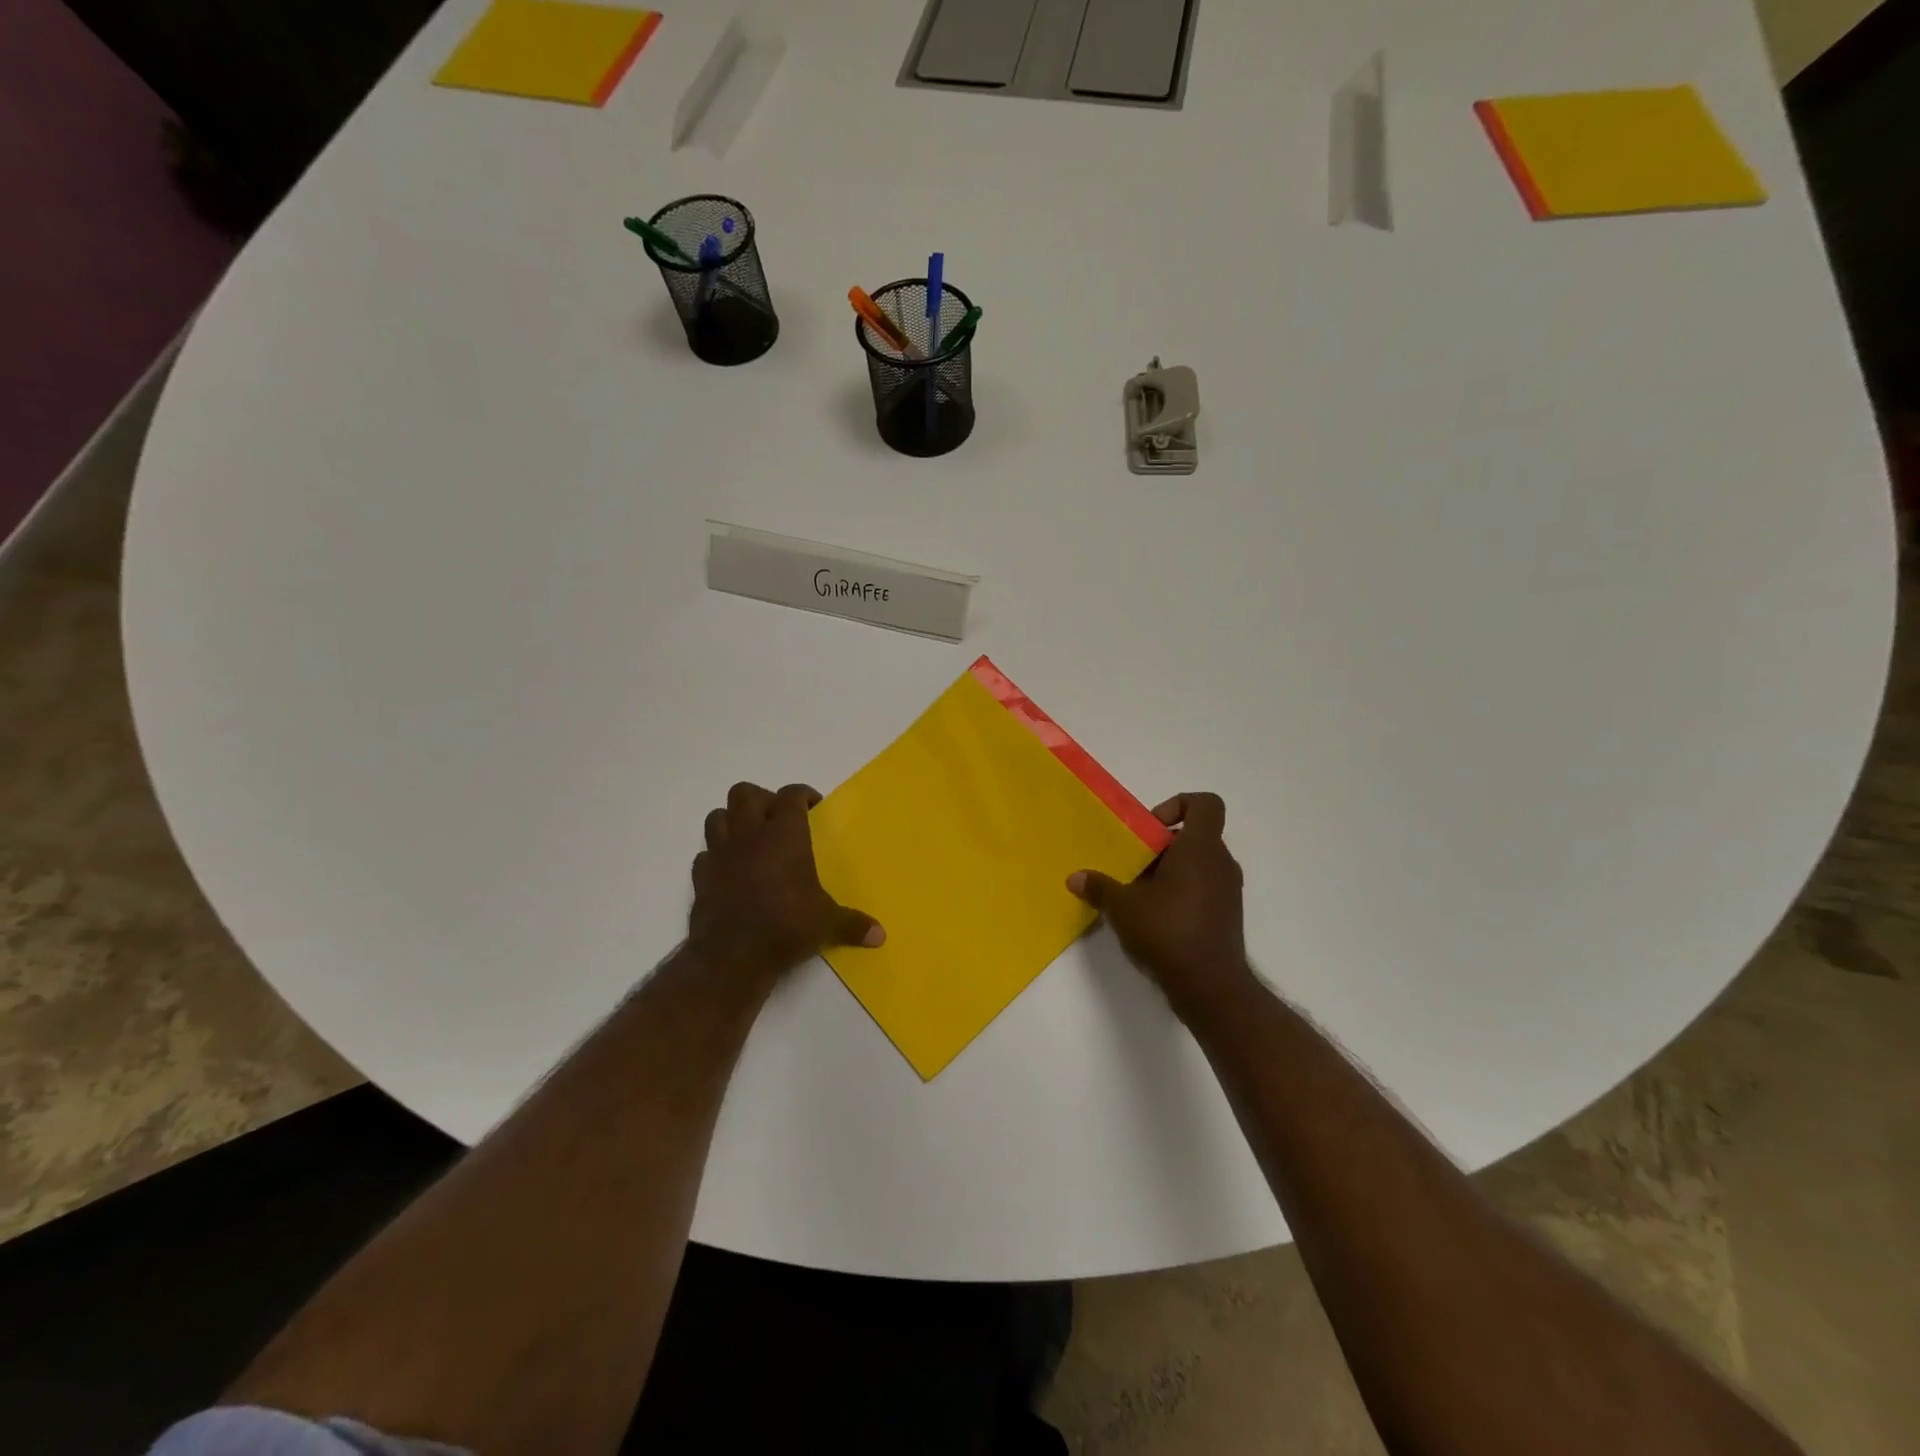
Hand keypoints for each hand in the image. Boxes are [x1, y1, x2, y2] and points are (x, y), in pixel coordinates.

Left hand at [689, 782, 883, 989]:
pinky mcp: (700, 877)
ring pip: (717, 816)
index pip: (791, 795)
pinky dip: (716, 856)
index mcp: (784, 835)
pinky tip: (730, 871)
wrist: (732, 956)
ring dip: (733, 820)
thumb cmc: (786, 927)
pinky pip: (705, 854)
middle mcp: (749, 835)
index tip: (813, 806)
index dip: (803, 794)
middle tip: (778, 819)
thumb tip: (880, 936)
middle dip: (762, 799)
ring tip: (750, 838)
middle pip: (745, 793)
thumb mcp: (827, 924)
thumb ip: (853, 924)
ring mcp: (720, 854)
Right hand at [1068, 792, 1251, 1020]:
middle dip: (1161, 845)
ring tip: (1138, 892)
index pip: (1206, 804)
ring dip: (1169, 870)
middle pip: (1195, 835)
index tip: (1150, 828)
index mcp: (1200, 848)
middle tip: (1133, 863)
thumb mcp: (1123, 907)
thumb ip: (1099, 887)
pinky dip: (1180, 891)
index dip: (1178, 804)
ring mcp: (1228, 890)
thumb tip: (1075, 878)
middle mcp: (1220, 863)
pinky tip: (1153, 916)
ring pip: (1198, 863)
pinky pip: (1203, 887)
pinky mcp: (1227, 914)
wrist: (1212, 987)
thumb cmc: (1168, 932)